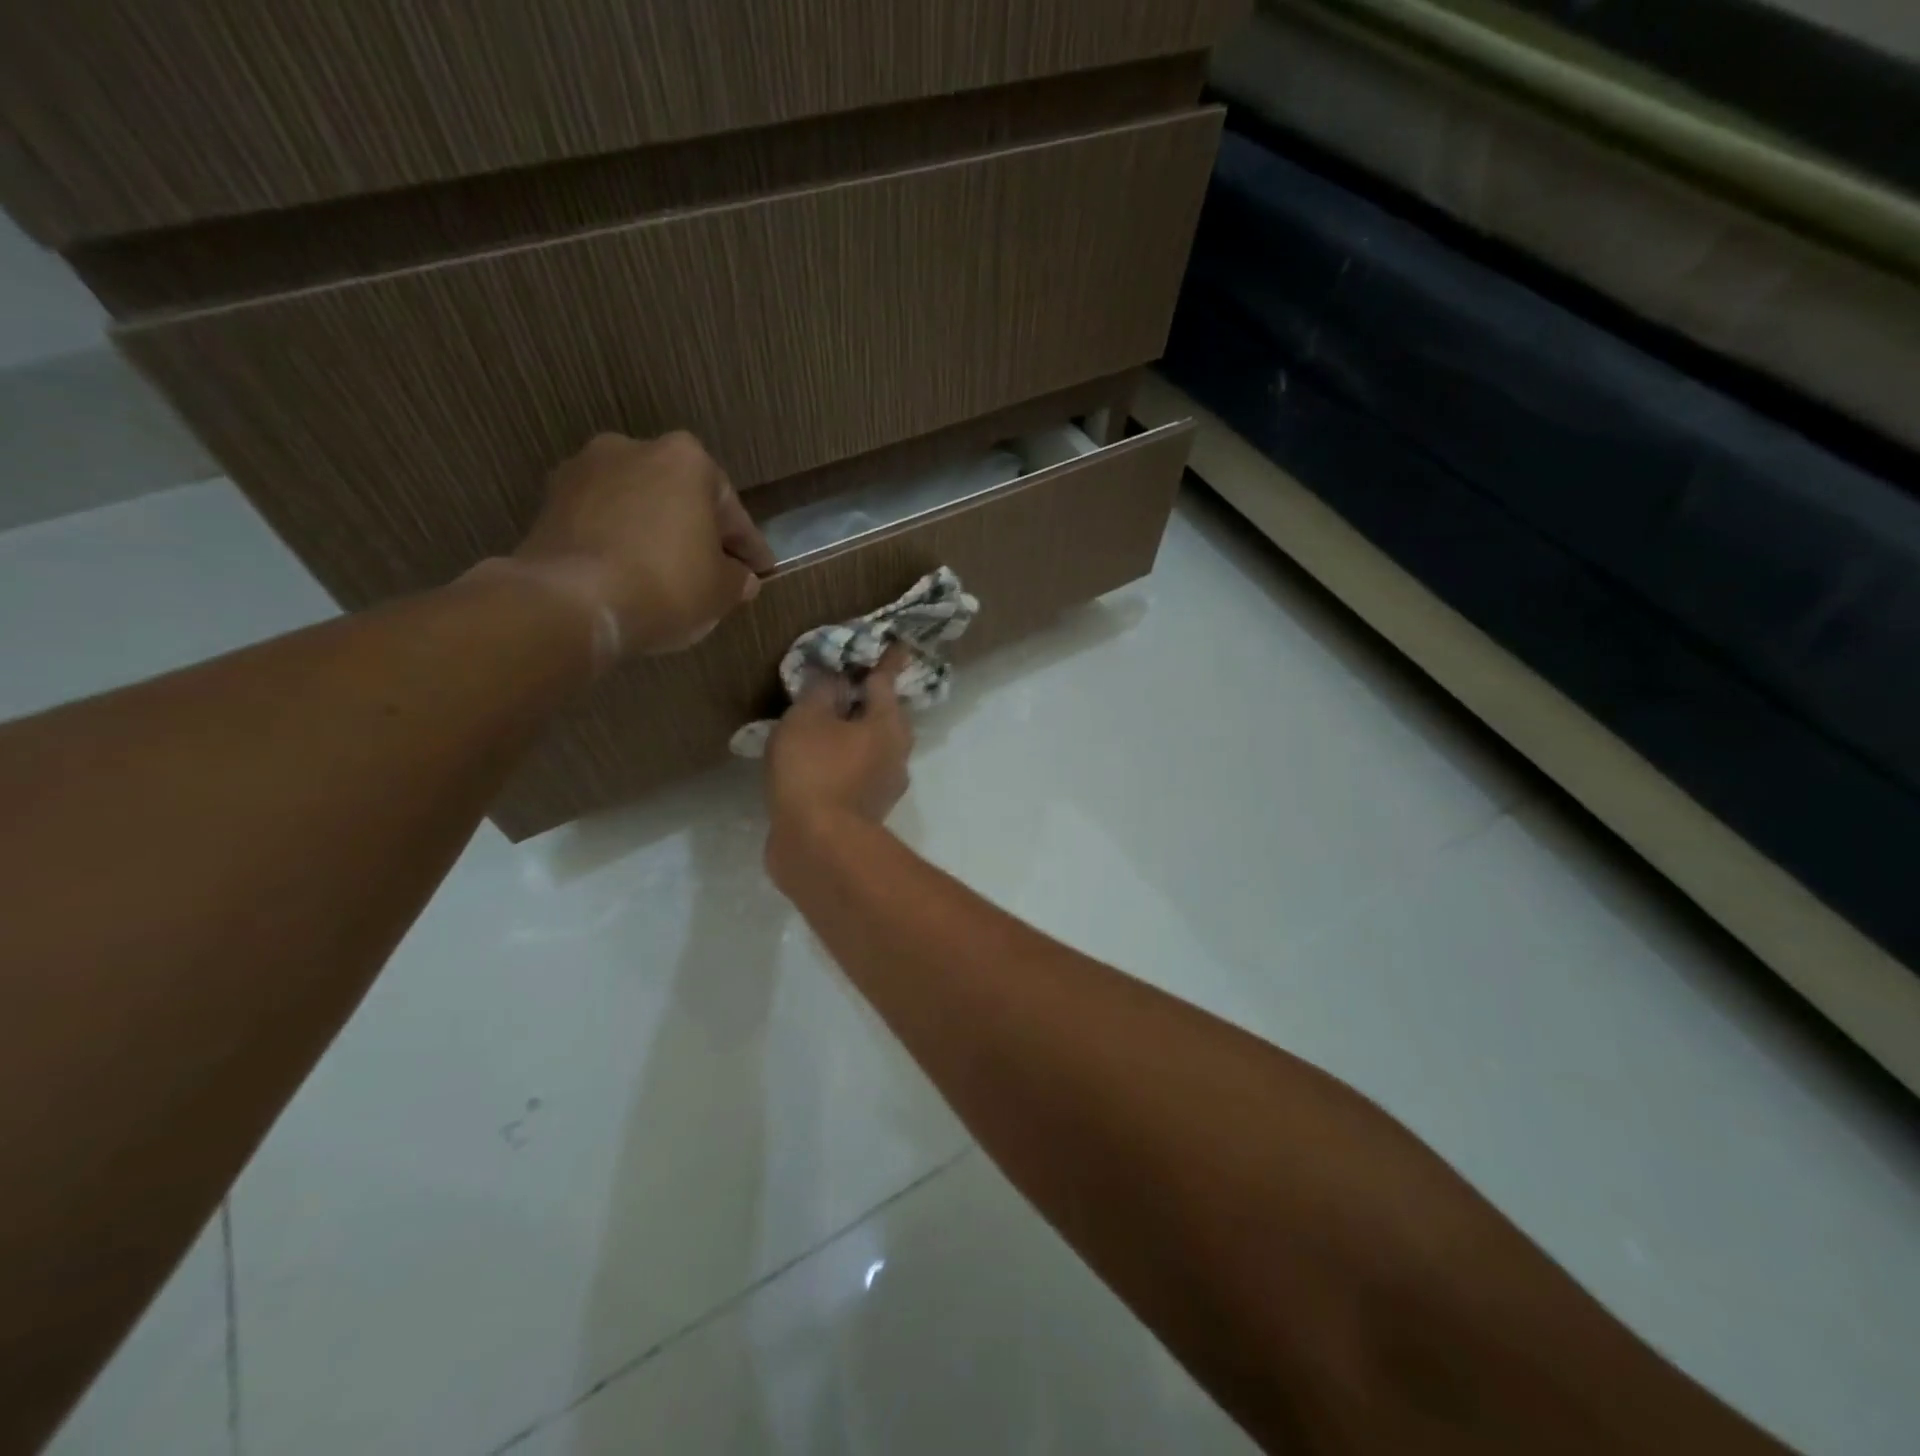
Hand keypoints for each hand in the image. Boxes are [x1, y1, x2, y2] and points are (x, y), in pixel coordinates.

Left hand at [509, 431, 775, 659]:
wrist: (573, 602)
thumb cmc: (666, 584)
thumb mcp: (722, 590)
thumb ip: (737, 578)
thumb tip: (740, 578)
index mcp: (686, 459)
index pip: (730, 509)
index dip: (749, 546)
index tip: (761, 570)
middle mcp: (633, 449)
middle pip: (679, 497)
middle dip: (696, 531)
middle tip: (713, 569)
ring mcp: (583, 471)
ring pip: (636, 506)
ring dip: (654, 534)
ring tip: (666, 574)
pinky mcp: (549, 502)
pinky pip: (601, 523)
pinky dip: (618, 543)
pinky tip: (628, 574)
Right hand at [764, 648, 913, 880]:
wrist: (818, 846)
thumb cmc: (815, 770)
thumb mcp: (808, 718)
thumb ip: (820, 691)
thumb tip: (834, 678)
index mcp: (889, 724)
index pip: (886, 681)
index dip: (886, 660)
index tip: (896, 643)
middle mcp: (896, 753)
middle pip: (883, 717)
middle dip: (868, 701)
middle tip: (845, 685)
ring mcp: (884, 786)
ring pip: (870, 748)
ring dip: (851, 734)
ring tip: (821, 724)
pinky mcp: (866, 812)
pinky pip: (854, 774)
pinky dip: (839, 762)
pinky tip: (815, 764)